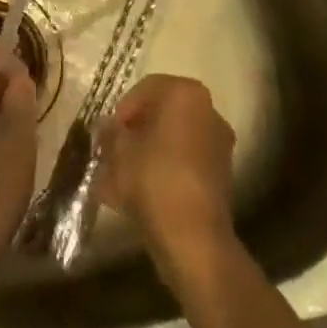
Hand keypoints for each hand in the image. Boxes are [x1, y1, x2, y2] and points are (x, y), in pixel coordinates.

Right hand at [97, 75, 235, 268]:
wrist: (193, 238)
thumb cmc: (152, 179)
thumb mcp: (118, 150)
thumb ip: (109, 132)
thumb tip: (106, 126)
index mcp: (185, 94)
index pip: (146, 89)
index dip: (123, 109)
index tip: (108, 132)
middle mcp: (208, 111)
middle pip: (162, 114)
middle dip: (135, 132)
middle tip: (113, 152)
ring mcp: (218, 144)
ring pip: (172, 141)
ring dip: (147, 154)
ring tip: (120, 178)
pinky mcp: (221, 175)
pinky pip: (184, 164)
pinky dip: (163, 171)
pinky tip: (139, 194)